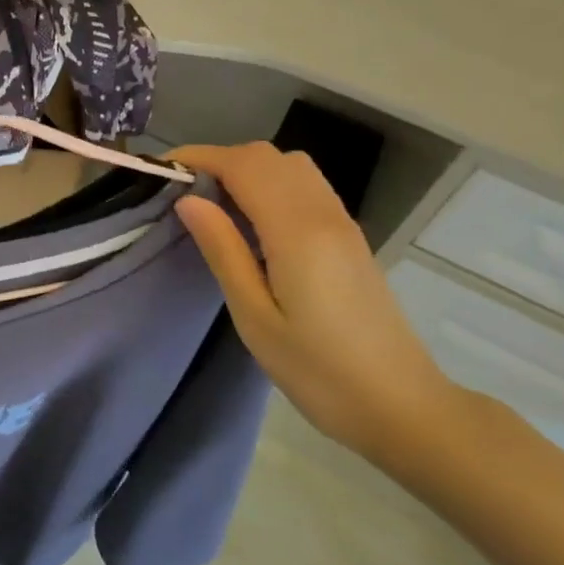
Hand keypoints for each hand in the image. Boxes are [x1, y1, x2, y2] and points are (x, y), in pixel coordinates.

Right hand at [171, 143, 460, 465]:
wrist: (402, 408)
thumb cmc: (319, 372)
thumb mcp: (255, 318)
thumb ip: (223, 250)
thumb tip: (188, 200)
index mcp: (297, 231)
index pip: (243, 165)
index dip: (199, 157)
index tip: (161, 171)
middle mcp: (323, 213)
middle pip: (267, 156)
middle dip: (219, 160)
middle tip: (182, 191)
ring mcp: (342, 223)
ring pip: (290, 165)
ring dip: (247, 169)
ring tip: (214, 203)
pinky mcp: (349, 237)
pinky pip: (306, 186)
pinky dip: (271, 183)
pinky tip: (253, 221)